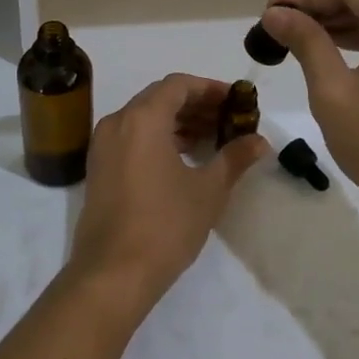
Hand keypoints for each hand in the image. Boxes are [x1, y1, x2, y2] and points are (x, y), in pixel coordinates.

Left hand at [67, 74, 269, 312]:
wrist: (113, 274)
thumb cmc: (165, 225)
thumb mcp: (208, 190)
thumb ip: (234, 158)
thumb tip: (260, 141)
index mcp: (142, 118)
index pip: (178, 85)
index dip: (209, 88)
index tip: (235, 101)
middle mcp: (117, 123)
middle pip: (159, 98)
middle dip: (195, 105)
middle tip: (227, 120)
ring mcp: (103, 146)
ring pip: (144, 118)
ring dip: (177, 122)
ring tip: (211, 139)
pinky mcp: (99, 168)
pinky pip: (131, 137)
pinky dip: (158, 138)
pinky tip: (183, 158)